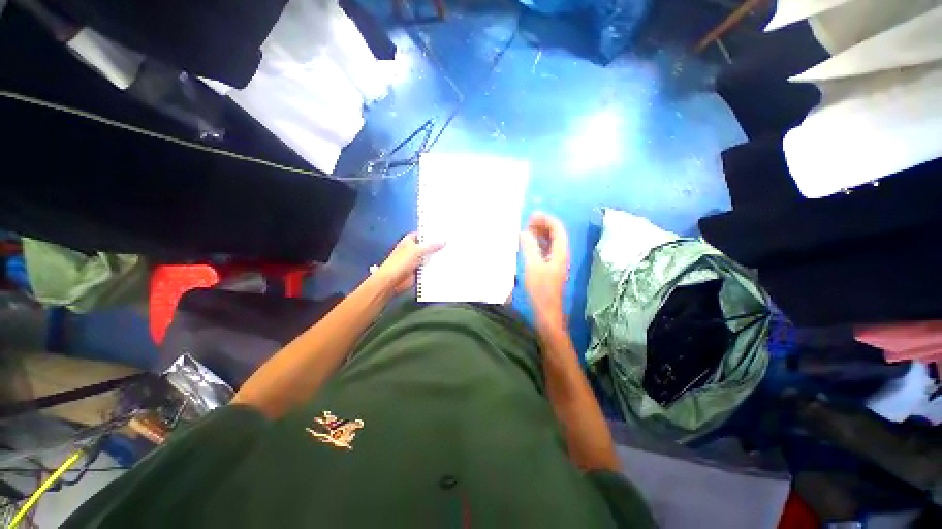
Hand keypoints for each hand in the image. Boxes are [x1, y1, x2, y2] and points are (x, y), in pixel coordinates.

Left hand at [373, 233, 443, 294]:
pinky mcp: (418, 270)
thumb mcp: (417, 250)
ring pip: (429, 257)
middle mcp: (413, 249)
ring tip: (451, 254)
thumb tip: (443, 241)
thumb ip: (431, 246)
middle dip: (437, 246)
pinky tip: (445, 265)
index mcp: (410, 240)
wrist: (392, 281)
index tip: (444, 233)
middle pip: (428, 246)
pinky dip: (435, 267)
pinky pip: (429, 267)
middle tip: (450, 244)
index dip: (432, 233)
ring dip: (437, 257)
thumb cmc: (400, 262)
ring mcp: (416, 260)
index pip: (423, 234)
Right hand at [520, 212, 569, 332]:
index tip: (532, 216)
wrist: (547, 312)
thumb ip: (529, 247)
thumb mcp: (532, 266)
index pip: (557, 229)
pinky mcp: (551, 269)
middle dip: (543, 225)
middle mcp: (561, 255)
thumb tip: (524, 232)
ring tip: (527, 230)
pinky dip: (538, 244)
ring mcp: (556, 262)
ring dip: (540, 234)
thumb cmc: (541, 289)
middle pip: (556, 234)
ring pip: (551, 242)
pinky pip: (546, 250)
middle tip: (528, 222)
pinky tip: (528, 245)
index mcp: (560, 252)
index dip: (546, 219)